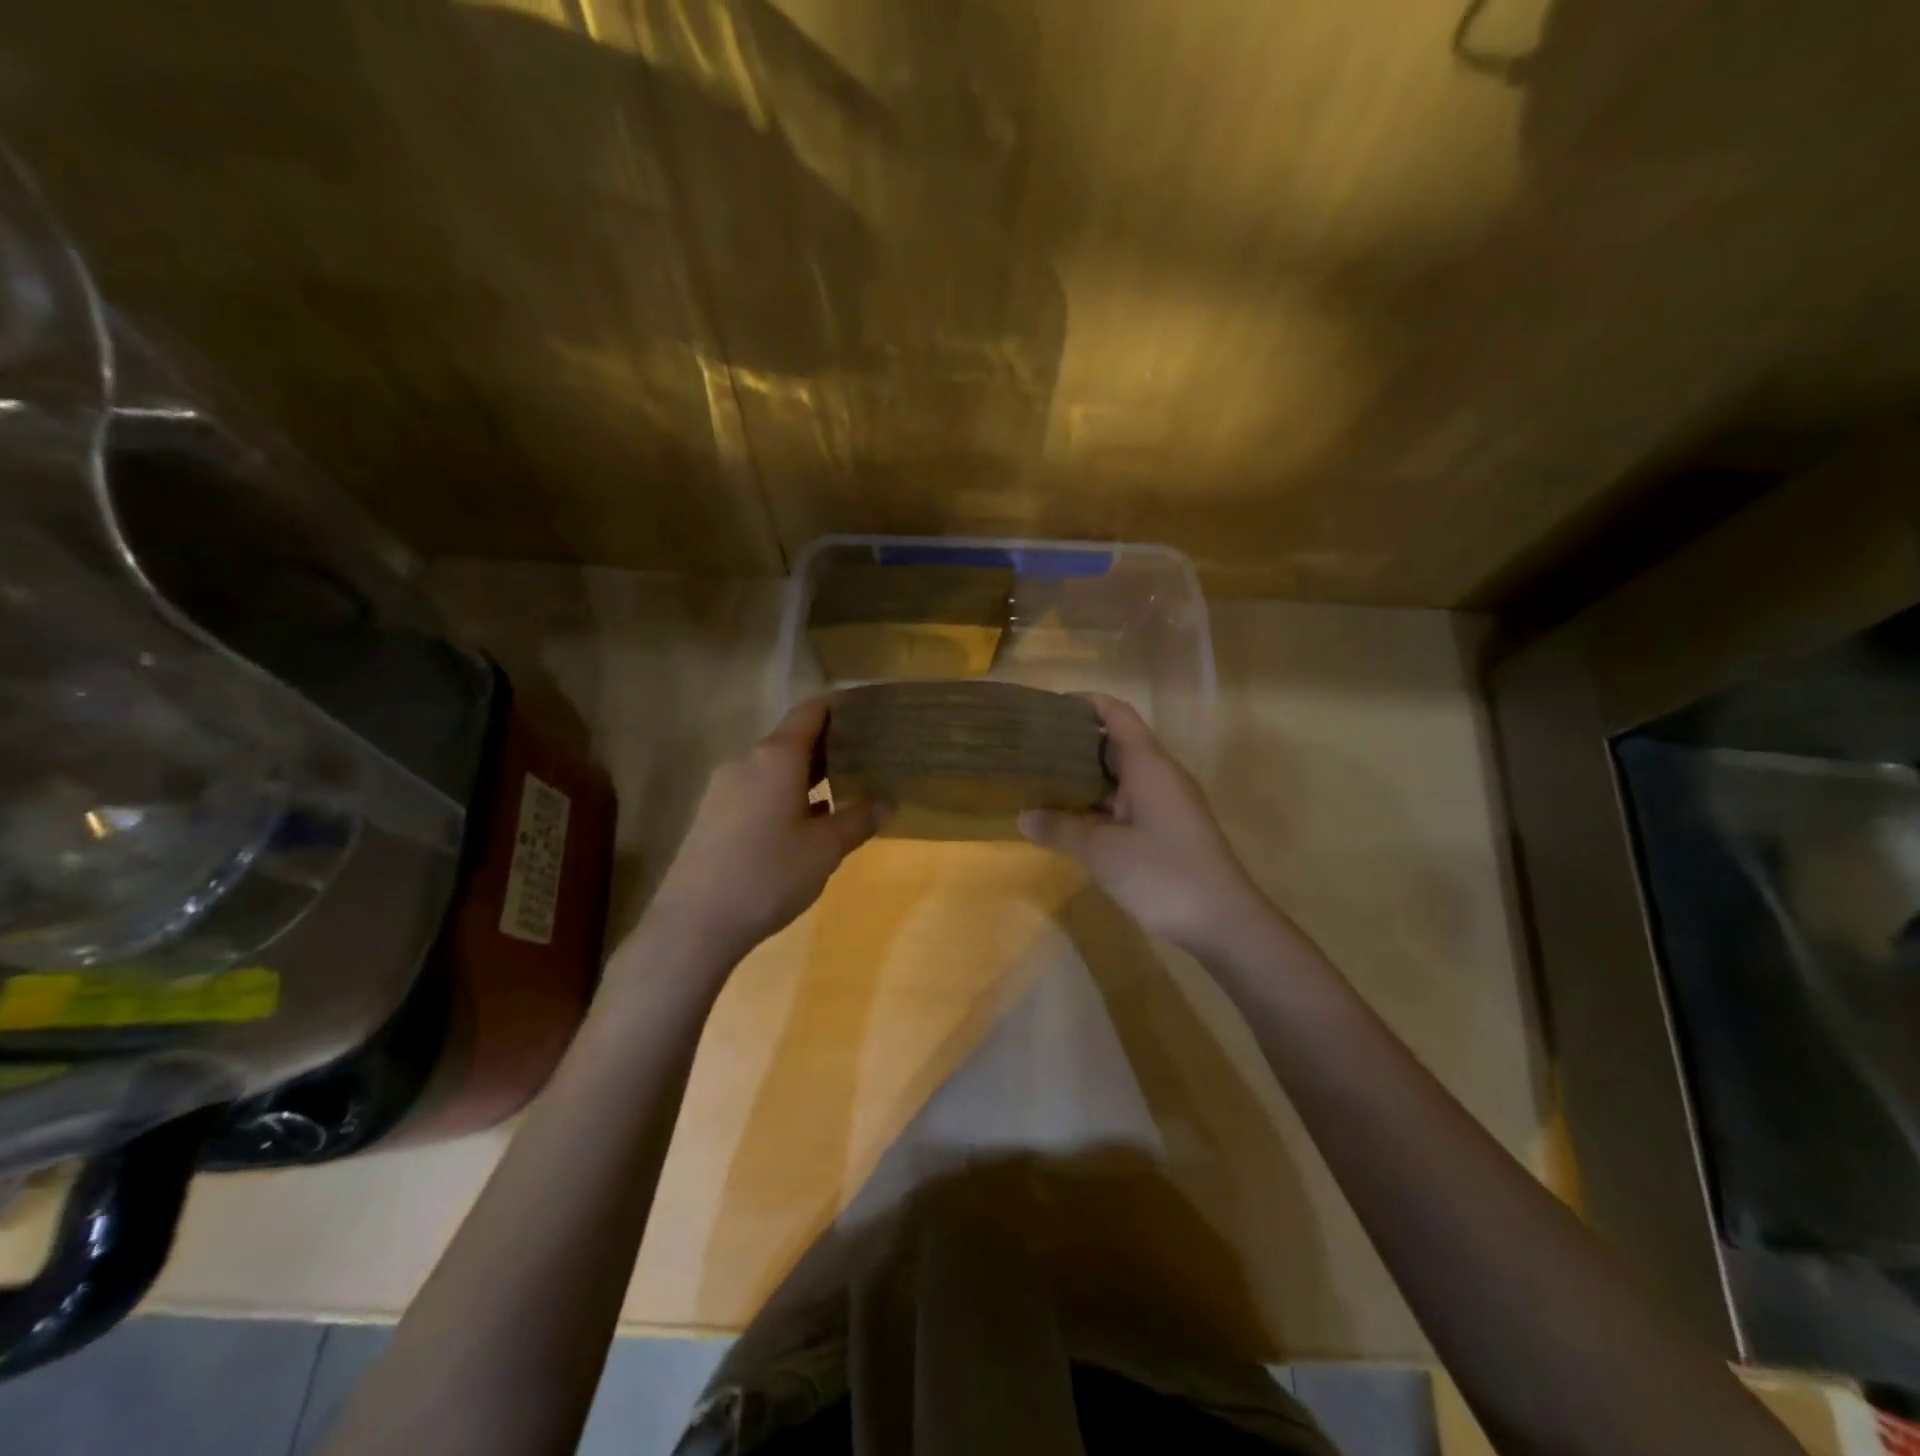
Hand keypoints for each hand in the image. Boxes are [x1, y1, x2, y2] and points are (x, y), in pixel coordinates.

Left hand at [645, 698, 881, 961]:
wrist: (694, 922)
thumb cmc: (769, 874)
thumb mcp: (825, 849)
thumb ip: (859, 819)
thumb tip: (887, 802)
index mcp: (776, 757)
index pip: (810, 712)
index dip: (838, 707)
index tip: (867, 711)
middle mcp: (747, 762)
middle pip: (792, 740)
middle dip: (828, 745)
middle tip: (867, 755)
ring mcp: (724, 788)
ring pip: (774, 769)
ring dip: (806, 775)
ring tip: (842, 789)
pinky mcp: (712, 815)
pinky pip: (757, 791)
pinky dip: (785, 795)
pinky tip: (804, 823)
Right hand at [1018, 694, 1270, 956]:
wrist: (1224, 922)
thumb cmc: (1163, 874)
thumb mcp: (1102, 852)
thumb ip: (1060, 829)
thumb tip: (1024, 816)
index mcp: (1148, 765)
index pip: (1116, 715)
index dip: (1085, 703)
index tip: (1048, 707)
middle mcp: (1159, 776)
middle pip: (1116, 744)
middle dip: (1075, 743)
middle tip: (1032, 749)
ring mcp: (1167, 803)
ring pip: (1120, 777)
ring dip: (1085, 777)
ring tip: (1041, 781)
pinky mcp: (1168, 829)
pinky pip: (1127, 803)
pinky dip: (1098, 804)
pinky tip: (1070, 819)